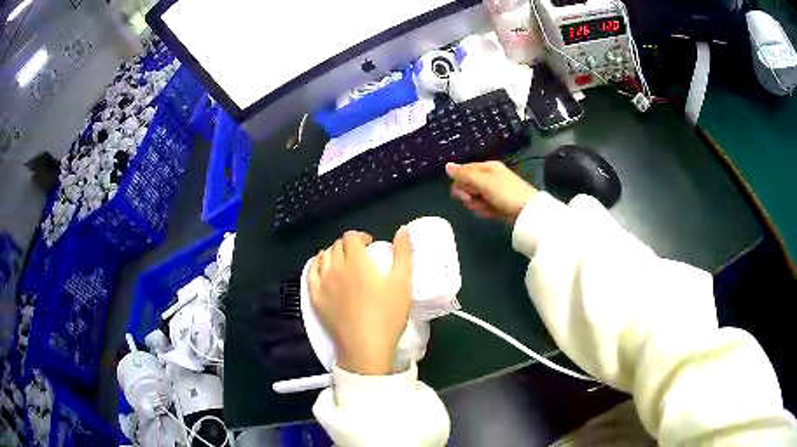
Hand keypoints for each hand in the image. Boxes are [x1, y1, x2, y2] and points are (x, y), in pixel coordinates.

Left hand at [308, 229, 413, 374]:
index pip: (351, 237)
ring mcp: (322, 283)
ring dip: (333, 253)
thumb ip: (403, 254)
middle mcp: (336, 267)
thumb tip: (403, 229)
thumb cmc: (387, 315)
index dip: (361, 237)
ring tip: (343, 261)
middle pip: (337, 246)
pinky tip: (322, 267)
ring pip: (323, 257)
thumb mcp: (402, 283)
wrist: (365, 346)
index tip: (371, 245)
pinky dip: (316, 264)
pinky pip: (310, 273)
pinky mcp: (315, 297)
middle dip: (349, 245)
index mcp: (357, 261)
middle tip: (360, 255)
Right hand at [446, 161, 536, 223]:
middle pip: (467, 184)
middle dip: (467, 194)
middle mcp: (489, 178)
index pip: (465, 170)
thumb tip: (446, 166)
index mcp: (487, 167)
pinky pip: (482, 206)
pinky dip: (483, 210)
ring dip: (474, 204)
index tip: (461, 190)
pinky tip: (489, 213)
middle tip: (471, 199)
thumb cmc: (505, 192)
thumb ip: (464, 175)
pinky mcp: (496, 205)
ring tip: (484, 207)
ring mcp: (493, 192)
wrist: (527, 212)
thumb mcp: (483, 181)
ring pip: (473, 197)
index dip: (460, 181)